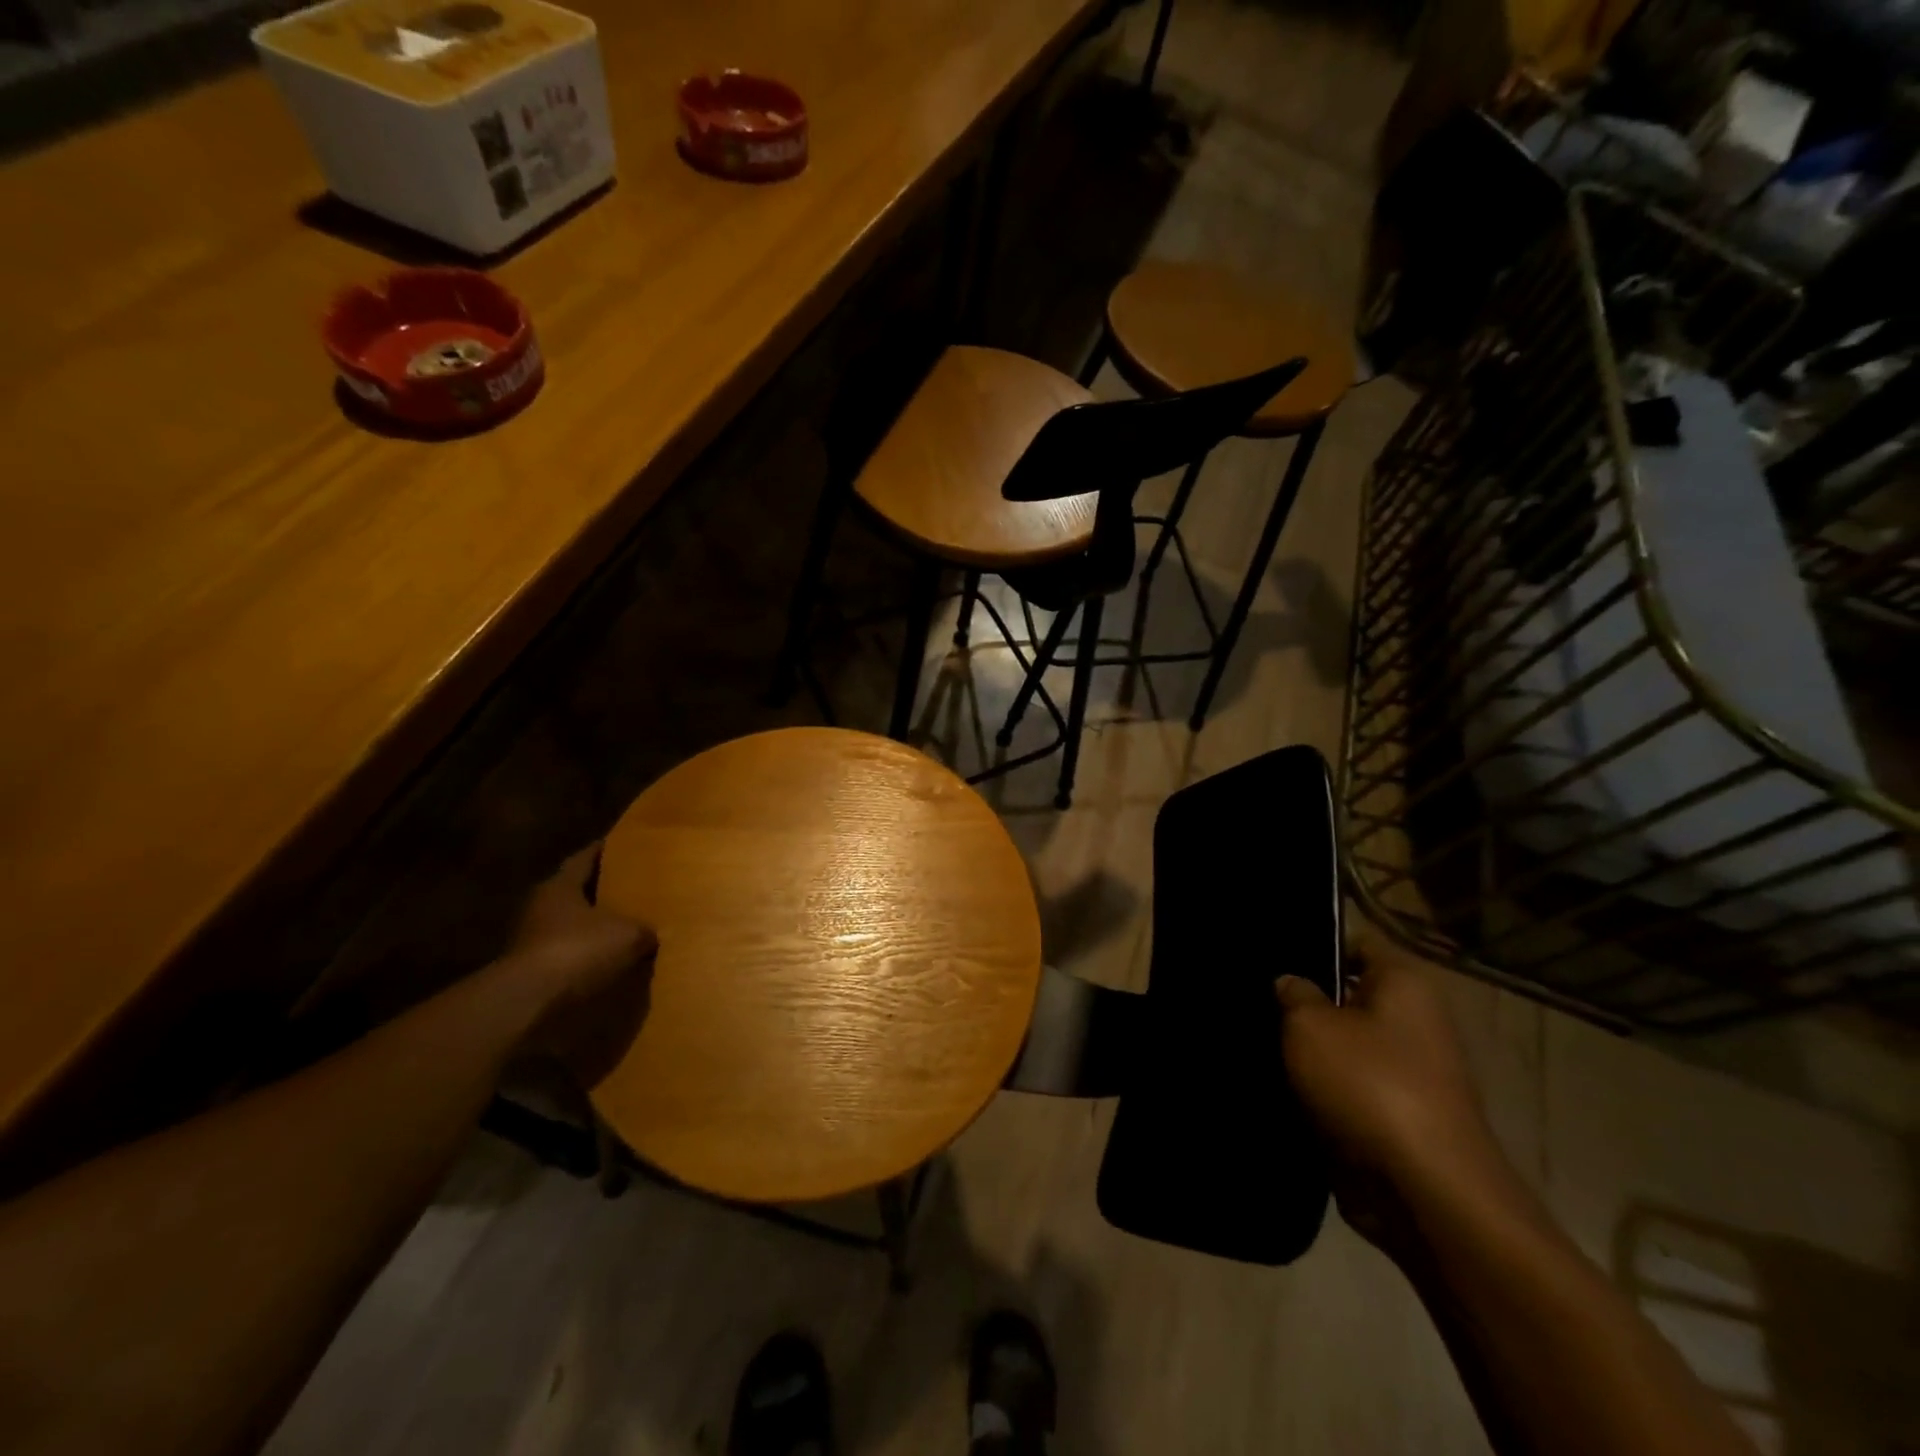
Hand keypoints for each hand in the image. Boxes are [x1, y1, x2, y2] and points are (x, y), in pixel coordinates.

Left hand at [500, 845, 657, 1087]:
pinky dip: (585, 952)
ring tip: (624, 924)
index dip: (605, 850)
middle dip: (601, 888)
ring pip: (570, 922)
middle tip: (632, 885)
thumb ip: (646, 930)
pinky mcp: (531, 967)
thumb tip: (657, 933)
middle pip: (575, 889)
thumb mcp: (628, 936)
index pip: (585, 858)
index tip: (625, 844)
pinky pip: (566, 951)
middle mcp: (542, 905)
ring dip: (593, 924)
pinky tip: (608, 958)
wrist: (528, 1001)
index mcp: (561, 885)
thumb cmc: (577, 950)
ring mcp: (532, 938)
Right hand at [1275, 923, 1512, 1253]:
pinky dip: (1320, 1093)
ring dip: (1309, 1054)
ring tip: (1260, 1048)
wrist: (1426, 1192)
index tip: (1272, 962)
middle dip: (1305, 1005)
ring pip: (1344, 1048)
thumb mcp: (1309, 1025)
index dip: (1313, 948)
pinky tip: (1280, 1090)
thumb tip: (1290, 984)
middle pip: (1347, 998)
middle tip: (1256, 1005)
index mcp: (1405, 984)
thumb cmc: (1369, 1085)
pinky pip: (1349, 1091)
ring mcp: (1411, 1074)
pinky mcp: (1399, 1118)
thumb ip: (1293, 995)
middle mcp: (1415, 1021)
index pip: (1355, 945)